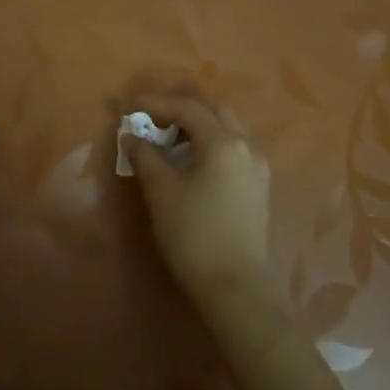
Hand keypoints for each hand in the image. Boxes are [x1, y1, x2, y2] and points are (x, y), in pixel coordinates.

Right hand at [124, 93, 270, 293]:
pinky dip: (211, 142)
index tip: (131, 107)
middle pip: (214, 111)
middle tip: (153, 119)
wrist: (234, 286)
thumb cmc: (193, 234)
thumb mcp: (161, 192)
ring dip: (198, 125)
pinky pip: (234, 148)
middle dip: (182, 109)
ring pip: (227, 128)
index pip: (187, 108)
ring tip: (169, 138)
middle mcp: (246, 145)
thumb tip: (132, 136)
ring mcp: (257, 166)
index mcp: (223, 142)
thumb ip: (145, 156)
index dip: (156, 103)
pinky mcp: (259, 185)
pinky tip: (192, 159)